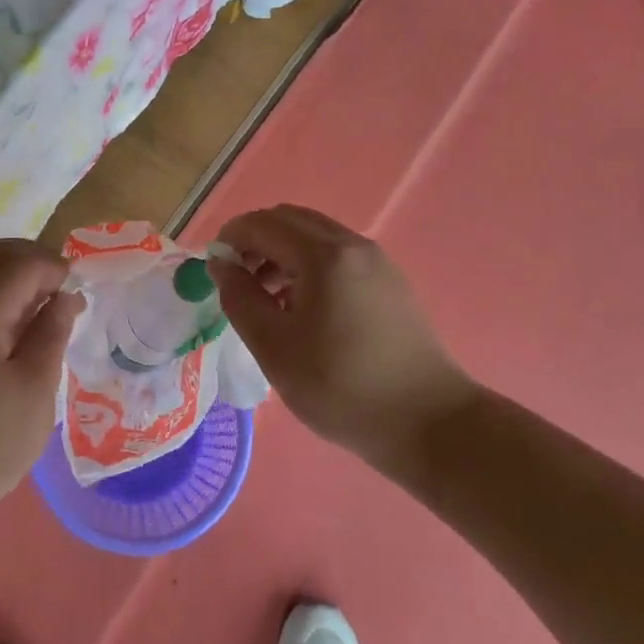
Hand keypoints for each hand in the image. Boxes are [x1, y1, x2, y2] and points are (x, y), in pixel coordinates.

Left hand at [0, 238, 80, 529]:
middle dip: (32, 258)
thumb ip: (51, 333)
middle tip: (63, 284)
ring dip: (16, 274)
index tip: (79, 292)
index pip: (20, 263)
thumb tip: (65, 296)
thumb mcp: (34, 389)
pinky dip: (2, 294)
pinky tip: (23, 324)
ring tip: (47, 303)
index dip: (54, 267)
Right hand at [209, 205, 474, 468]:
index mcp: (323, 255)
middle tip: (239, 280)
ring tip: (267, 298)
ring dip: (282, 252)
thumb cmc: (341, 387)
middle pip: (290, 220)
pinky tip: (303, 308)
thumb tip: (221, 264)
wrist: (430, 424)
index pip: (263, 224)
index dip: (230, 237)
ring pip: (315, 235)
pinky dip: (309, 264)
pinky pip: (337, 254)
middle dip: (256, 240)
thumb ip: (240, 298)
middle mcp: (352, 244)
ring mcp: (376, 261)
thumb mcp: (274, 347)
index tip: (214, 269)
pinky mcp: (390, 281)